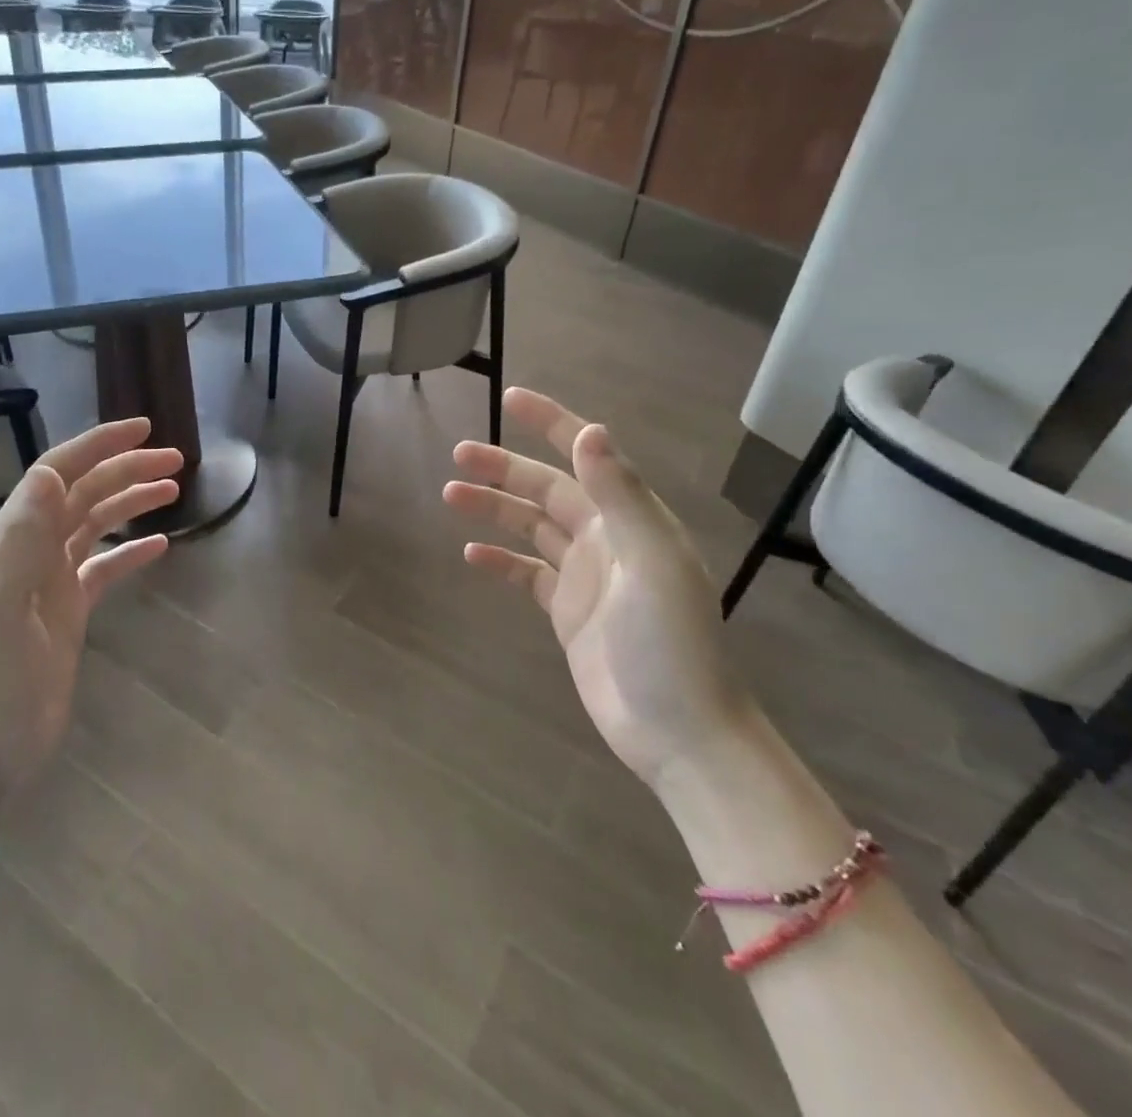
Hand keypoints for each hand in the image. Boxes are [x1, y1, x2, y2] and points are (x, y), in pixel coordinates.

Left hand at [0, 419, 180, 825]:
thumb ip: (20, 538)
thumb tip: (51, 471)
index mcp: (11, 540)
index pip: (58, 474)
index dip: (99, 445)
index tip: (143, 428)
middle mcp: (31, 550)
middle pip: (84, 493)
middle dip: (127, 468)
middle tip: (176, 459)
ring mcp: (50, 581)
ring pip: (96, 524)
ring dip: (131, 501)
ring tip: (173, 489)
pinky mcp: (68, 612)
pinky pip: (105, 568)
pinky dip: (131, 552)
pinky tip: (161, 546)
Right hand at [443, 387, 750, 784]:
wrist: (680, 732)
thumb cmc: (670, 644)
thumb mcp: (650, 563)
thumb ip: (621, 496)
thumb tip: (590, 431)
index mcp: (631, 520)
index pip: (587, 456)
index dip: (551, 423)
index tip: (511, 398)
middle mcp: (607, 539)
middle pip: (547, 489)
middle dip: (504, 467)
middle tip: (458, 454)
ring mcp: (585, 576)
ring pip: (530, 527)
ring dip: (494, 508)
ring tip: (450, 494)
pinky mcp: (568, 612)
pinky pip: (526, 573)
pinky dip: (500, 561)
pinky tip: (471, 555)